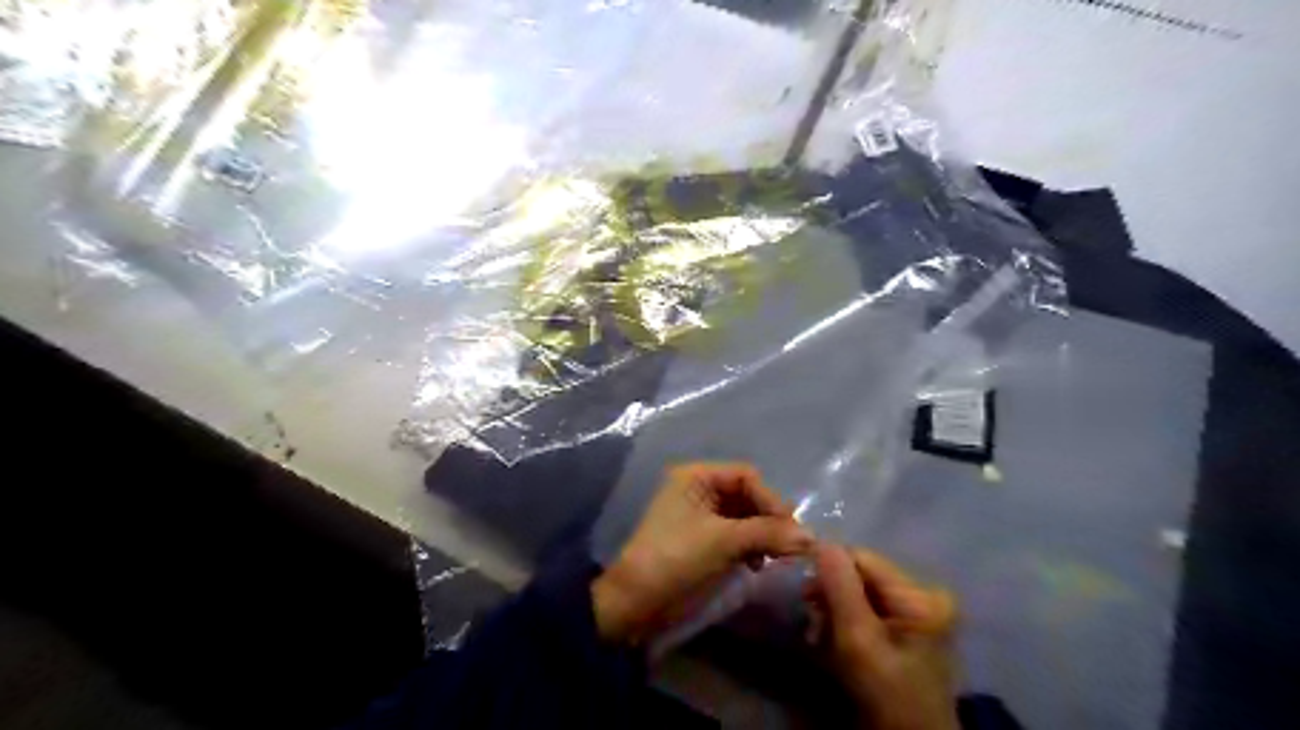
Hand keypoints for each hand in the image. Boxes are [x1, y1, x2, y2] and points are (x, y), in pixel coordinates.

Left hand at [594, 462, 808, 644]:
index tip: (791, 530)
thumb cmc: (676, 558)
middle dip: (769, 518)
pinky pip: (736, 534)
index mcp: (696, 476)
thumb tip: (812, 537)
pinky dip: (751, 546)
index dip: (770, 500)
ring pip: (744, 516)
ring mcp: (700, 515)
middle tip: (790, 545)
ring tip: (775, 557)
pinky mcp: (703, 539)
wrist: (637, 601)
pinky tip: (757, 564)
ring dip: (763, 534)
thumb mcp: (723, 541)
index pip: (746, 476)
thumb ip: (768, 533)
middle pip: (747, 495)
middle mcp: (699, 488)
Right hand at [810, 544, 956, 728]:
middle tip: (813, 622)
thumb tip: (822, 541)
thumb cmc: (886, 696)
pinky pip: (868, 608)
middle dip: (832, 594)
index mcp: (920, 595)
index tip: (805, 595)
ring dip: (835, 609)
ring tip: (821, 636)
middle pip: (862, 575)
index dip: (829, 569)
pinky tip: (835, 640)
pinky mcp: (908, 628)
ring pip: (860, 591)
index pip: (863, 558)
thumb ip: (841, 588)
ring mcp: (918, 613)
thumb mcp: (858, 640)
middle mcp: (924, 595)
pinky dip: (846, 621)